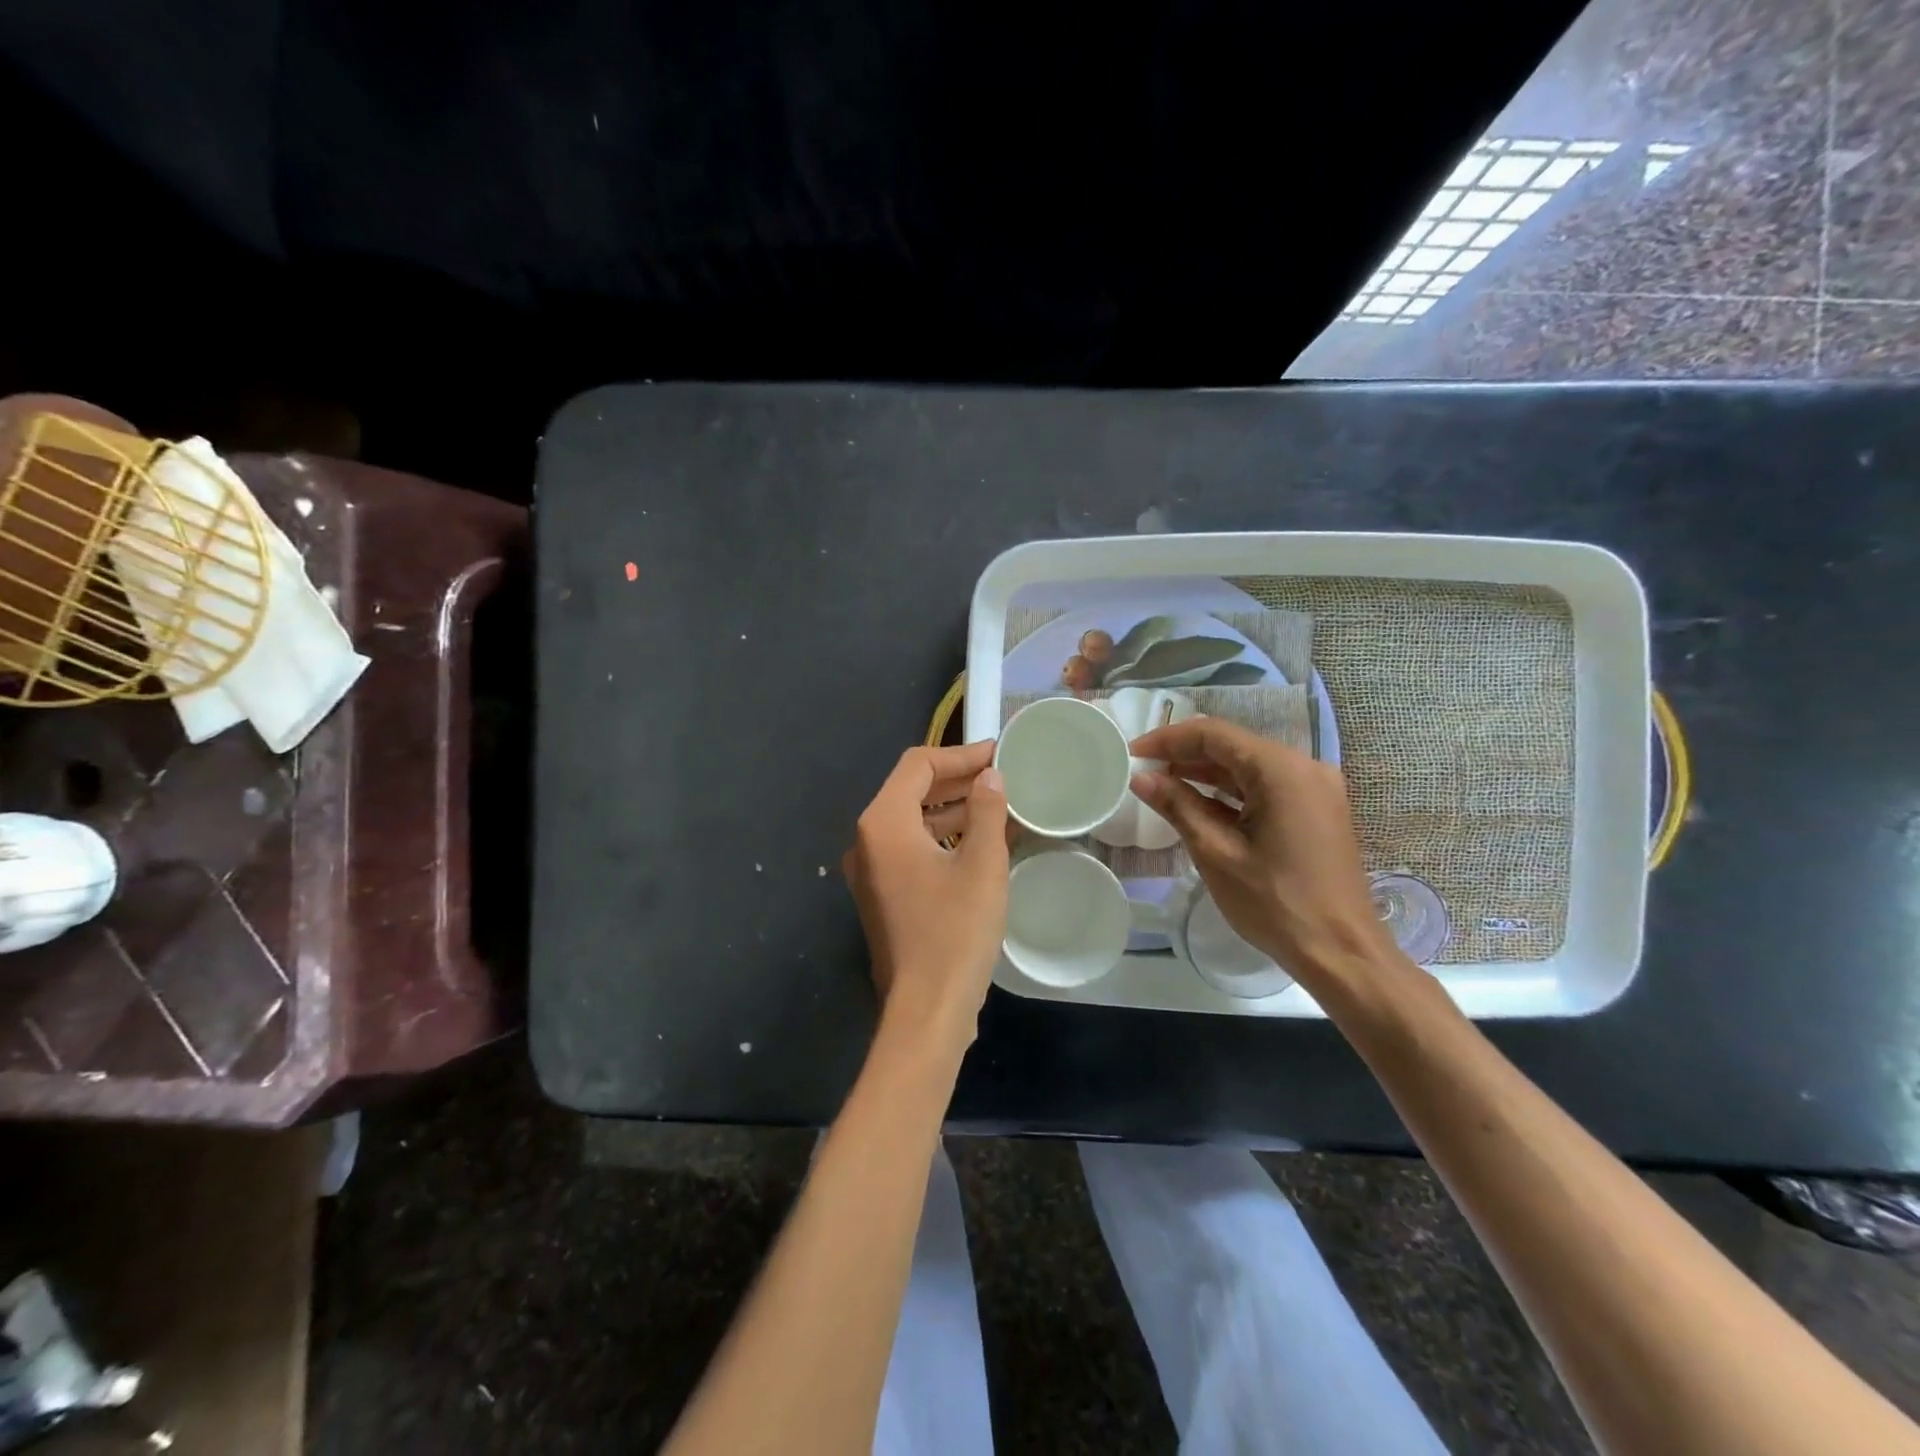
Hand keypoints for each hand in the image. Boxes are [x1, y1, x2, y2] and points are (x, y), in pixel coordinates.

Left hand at [842, 740, 1009, 1051]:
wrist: (927, 1009)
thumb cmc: (955, 930)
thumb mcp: (981, 863)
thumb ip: (986, 810)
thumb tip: (990, 777)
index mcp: (883, 824)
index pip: (918, 766)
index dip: (960, 755)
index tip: (998, 754)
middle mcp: (868, 841)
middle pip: (911, 791)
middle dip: (957, 780)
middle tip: (1001, 776)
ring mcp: (872, 871)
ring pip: (913, 822)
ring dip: (952, 810)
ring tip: (998, 806)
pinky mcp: (883, 896)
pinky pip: (912, 850)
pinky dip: (943, 839)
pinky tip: (980, 842)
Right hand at [1128, 718, 1394, 983]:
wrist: (1341, 953)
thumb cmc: (1275, 903)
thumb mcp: (1216, 853)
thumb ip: (1178, 806)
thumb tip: (1142, 779)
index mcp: (1281, 770)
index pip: (1214, 735)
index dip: (1168, 739)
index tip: (1132, 754)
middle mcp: (1303, 767)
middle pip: (1233, 746)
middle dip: (1185, 755)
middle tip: (1143, 772)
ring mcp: (1314, 789)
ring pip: (1248, 767)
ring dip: (1205, 774)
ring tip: (1162, 786)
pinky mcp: (1316, 811)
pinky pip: (1265, 788)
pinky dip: (1230, 793)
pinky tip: (1198, 805)